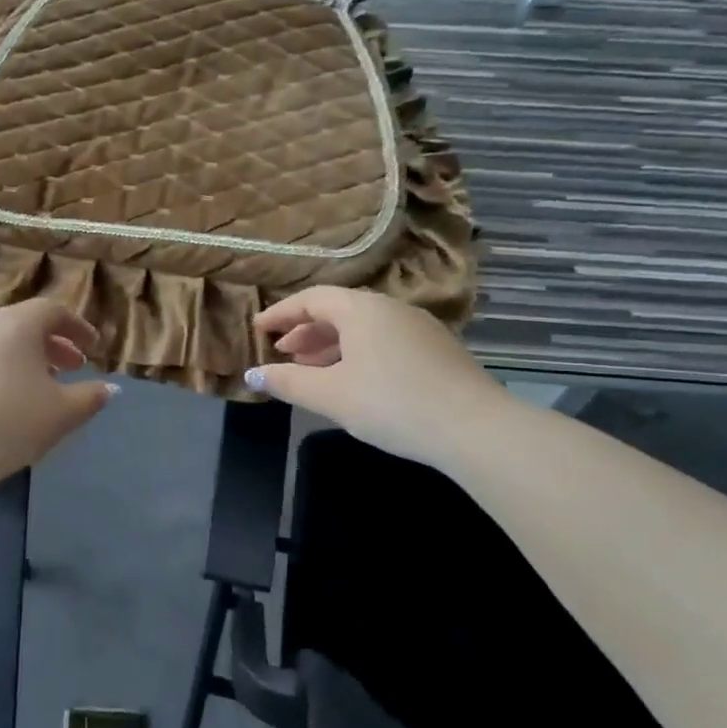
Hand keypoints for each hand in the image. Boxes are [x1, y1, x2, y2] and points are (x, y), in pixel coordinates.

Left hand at [0, 300, 116, 488]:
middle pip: (23, 324)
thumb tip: (107, 388)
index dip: (77, 327)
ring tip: (37, 387)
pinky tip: (0, 403)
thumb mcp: (63, 413)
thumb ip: (91, 397)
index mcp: (17, 325)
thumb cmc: (12, 423)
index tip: (92, 348)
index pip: (52, 311)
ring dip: (22, 359)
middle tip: (72, 367)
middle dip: (52, 344)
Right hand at [245, 287, 507, 464]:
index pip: (311, 299)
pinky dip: (358, 353)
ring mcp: (419, 328)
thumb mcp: (330, 396)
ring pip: (363, 328)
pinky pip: (384, 341)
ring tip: (312, 370)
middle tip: (283, 353)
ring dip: (331, 345)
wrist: (474, 428)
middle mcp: (391, 308)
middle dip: (306, 331)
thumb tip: (252, 375)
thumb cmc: (391, 404)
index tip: (258, 329)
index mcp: (361, 310)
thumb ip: (288, 383)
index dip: (281, 313)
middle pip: (338, 311)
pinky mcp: (437, 350)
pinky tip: (354, 381)